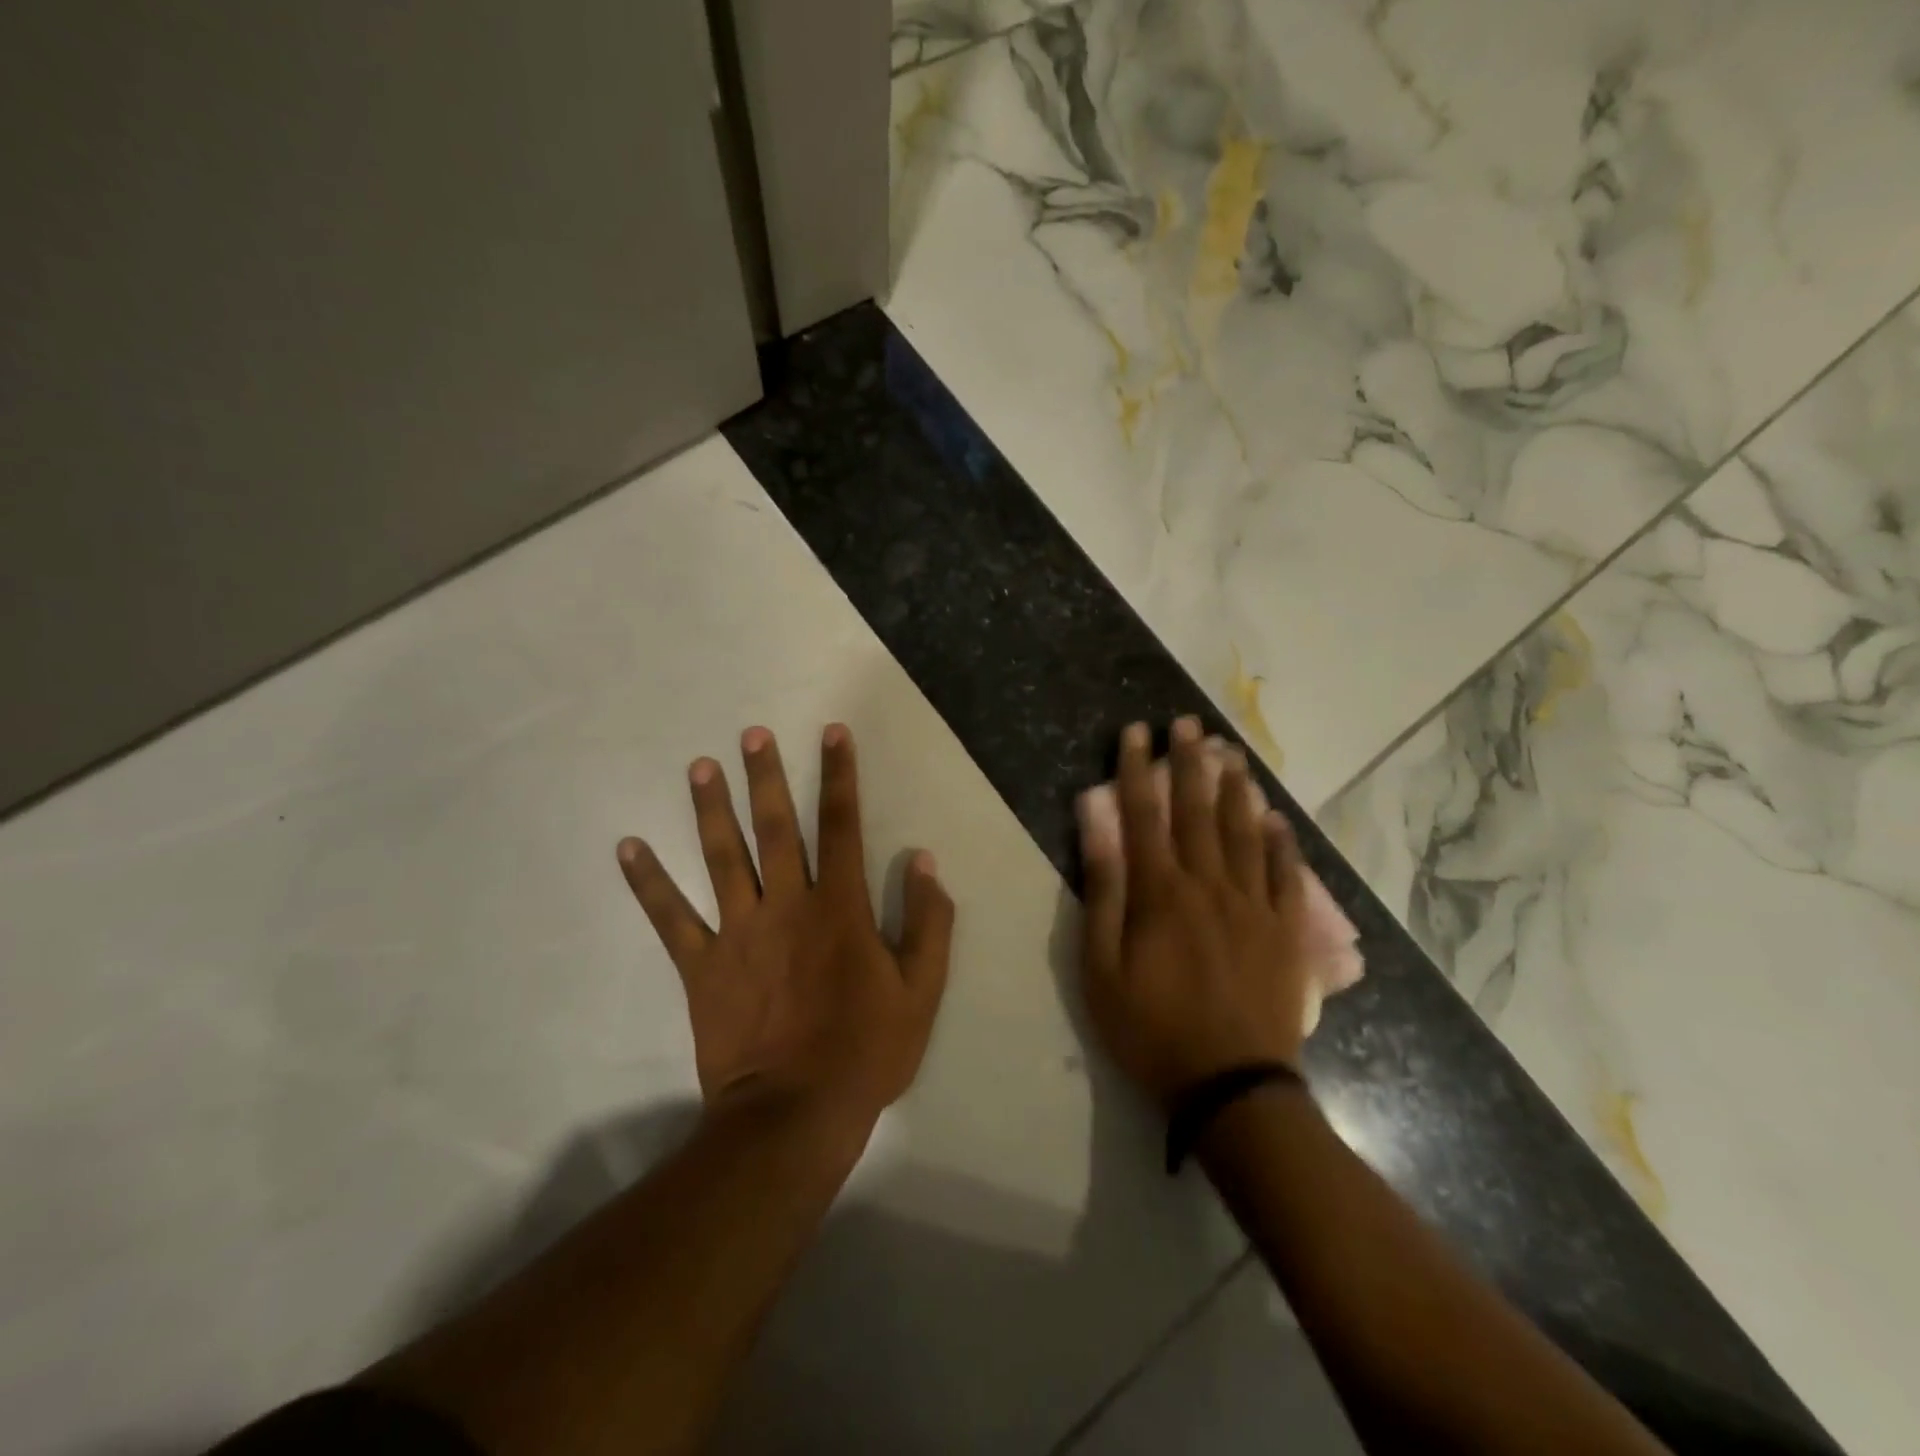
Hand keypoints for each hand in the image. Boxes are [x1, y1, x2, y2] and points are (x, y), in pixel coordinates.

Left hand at [617, 724, 954, 1134]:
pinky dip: (647, 883)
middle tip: (751, 734)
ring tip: (699, 767)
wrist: (794, 1115)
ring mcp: (739, 933)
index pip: (841, 825)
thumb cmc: (865, 1051)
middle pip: (774, 827)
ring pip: (722, 858)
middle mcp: (786, 905)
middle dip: (766, 776)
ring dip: (710, 809)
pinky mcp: (702, 966)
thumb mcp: (921, 991)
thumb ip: (928, 922)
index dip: (839, 775)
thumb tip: (924, 861)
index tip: (832, 733)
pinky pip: (670, 918)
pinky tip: (627, 848)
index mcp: (839, 907)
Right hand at [1079, 717, 1313, 1105]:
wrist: (1230, 1086)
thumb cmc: (1151, 1028)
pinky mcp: (1285, 932)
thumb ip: (1102, 890)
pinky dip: (1281, 843)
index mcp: (1160, 892)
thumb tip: (1096, 824)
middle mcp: (1209, 884)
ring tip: (1230, 754)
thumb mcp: (1101, 967)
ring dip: (1235, 789)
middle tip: (1189, 724)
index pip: (1144, 814)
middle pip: (1198, 811)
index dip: (1137, 769)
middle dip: (1190, 763)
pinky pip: (1286, 876)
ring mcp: (1253, 906)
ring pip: (1244, 832)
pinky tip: (1276, 818)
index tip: (1135, 732)